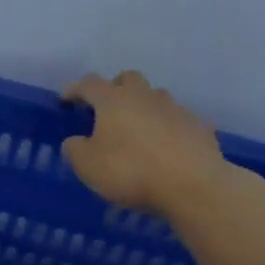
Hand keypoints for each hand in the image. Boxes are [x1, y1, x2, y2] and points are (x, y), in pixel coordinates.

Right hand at [61, 70, 232, 218]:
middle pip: (128, 79)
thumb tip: (77, 141)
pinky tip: (163, 150)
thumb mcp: (86, 165)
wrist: (192, 185)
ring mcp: (175, 109)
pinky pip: (176, 120)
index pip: (89, 84)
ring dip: (142, 108)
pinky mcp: (198, 126)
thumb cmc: (129, 170)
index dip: (75, 90)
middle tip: (105, 110)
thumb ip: (75, 148)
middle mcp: (145, 96)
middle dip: (114, 89)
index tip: (66, 101)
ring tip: (135, 132)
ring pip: (155, 97)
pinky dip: (165, 128)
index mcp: (113, 100)